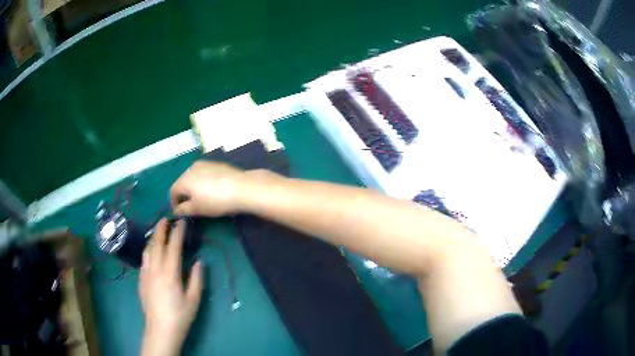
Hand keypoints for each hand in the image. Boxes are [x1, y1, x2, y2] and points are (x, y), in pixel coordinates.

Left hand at [139, 219, 202, 355]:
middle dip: (161, 230)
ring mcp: (146, 274)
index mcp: (170, 273)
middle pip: (157, 244)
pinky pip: (144, 260)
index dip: (177, 233)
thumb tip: (199, 262)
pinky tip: (150, 253)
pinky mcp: (141, 280)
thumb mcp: (194, 299)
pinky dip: (148, 251)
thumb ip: (196, 279)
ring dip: (153, 239)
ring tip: (157, 232)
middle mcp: (155, 270)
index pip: (173, 247)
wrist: (160, 329)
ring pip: (147, 250)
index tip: (181, 222)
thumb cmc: (180, 315)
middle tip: (165, 219)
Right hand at [170, 161, 280, 216]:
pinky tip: (213, 190)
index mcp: (184, 178)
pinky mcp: (217, 164)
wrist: (242, 188)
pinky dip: (204, 182)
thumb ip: (183, 209)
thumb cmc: (215, 200)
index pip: (173, 191)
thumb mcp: (197, 209)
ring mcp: (205, 163)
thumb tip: (176, 210)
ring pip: (194, 176)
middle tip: (191, 206)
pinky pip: (205, 173)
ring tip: (202, 198)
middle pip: (183, 182)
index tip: (180, 212)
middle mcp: (192, 168)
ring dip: (194, 187)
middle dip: (184, 194)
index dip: (174, 203)